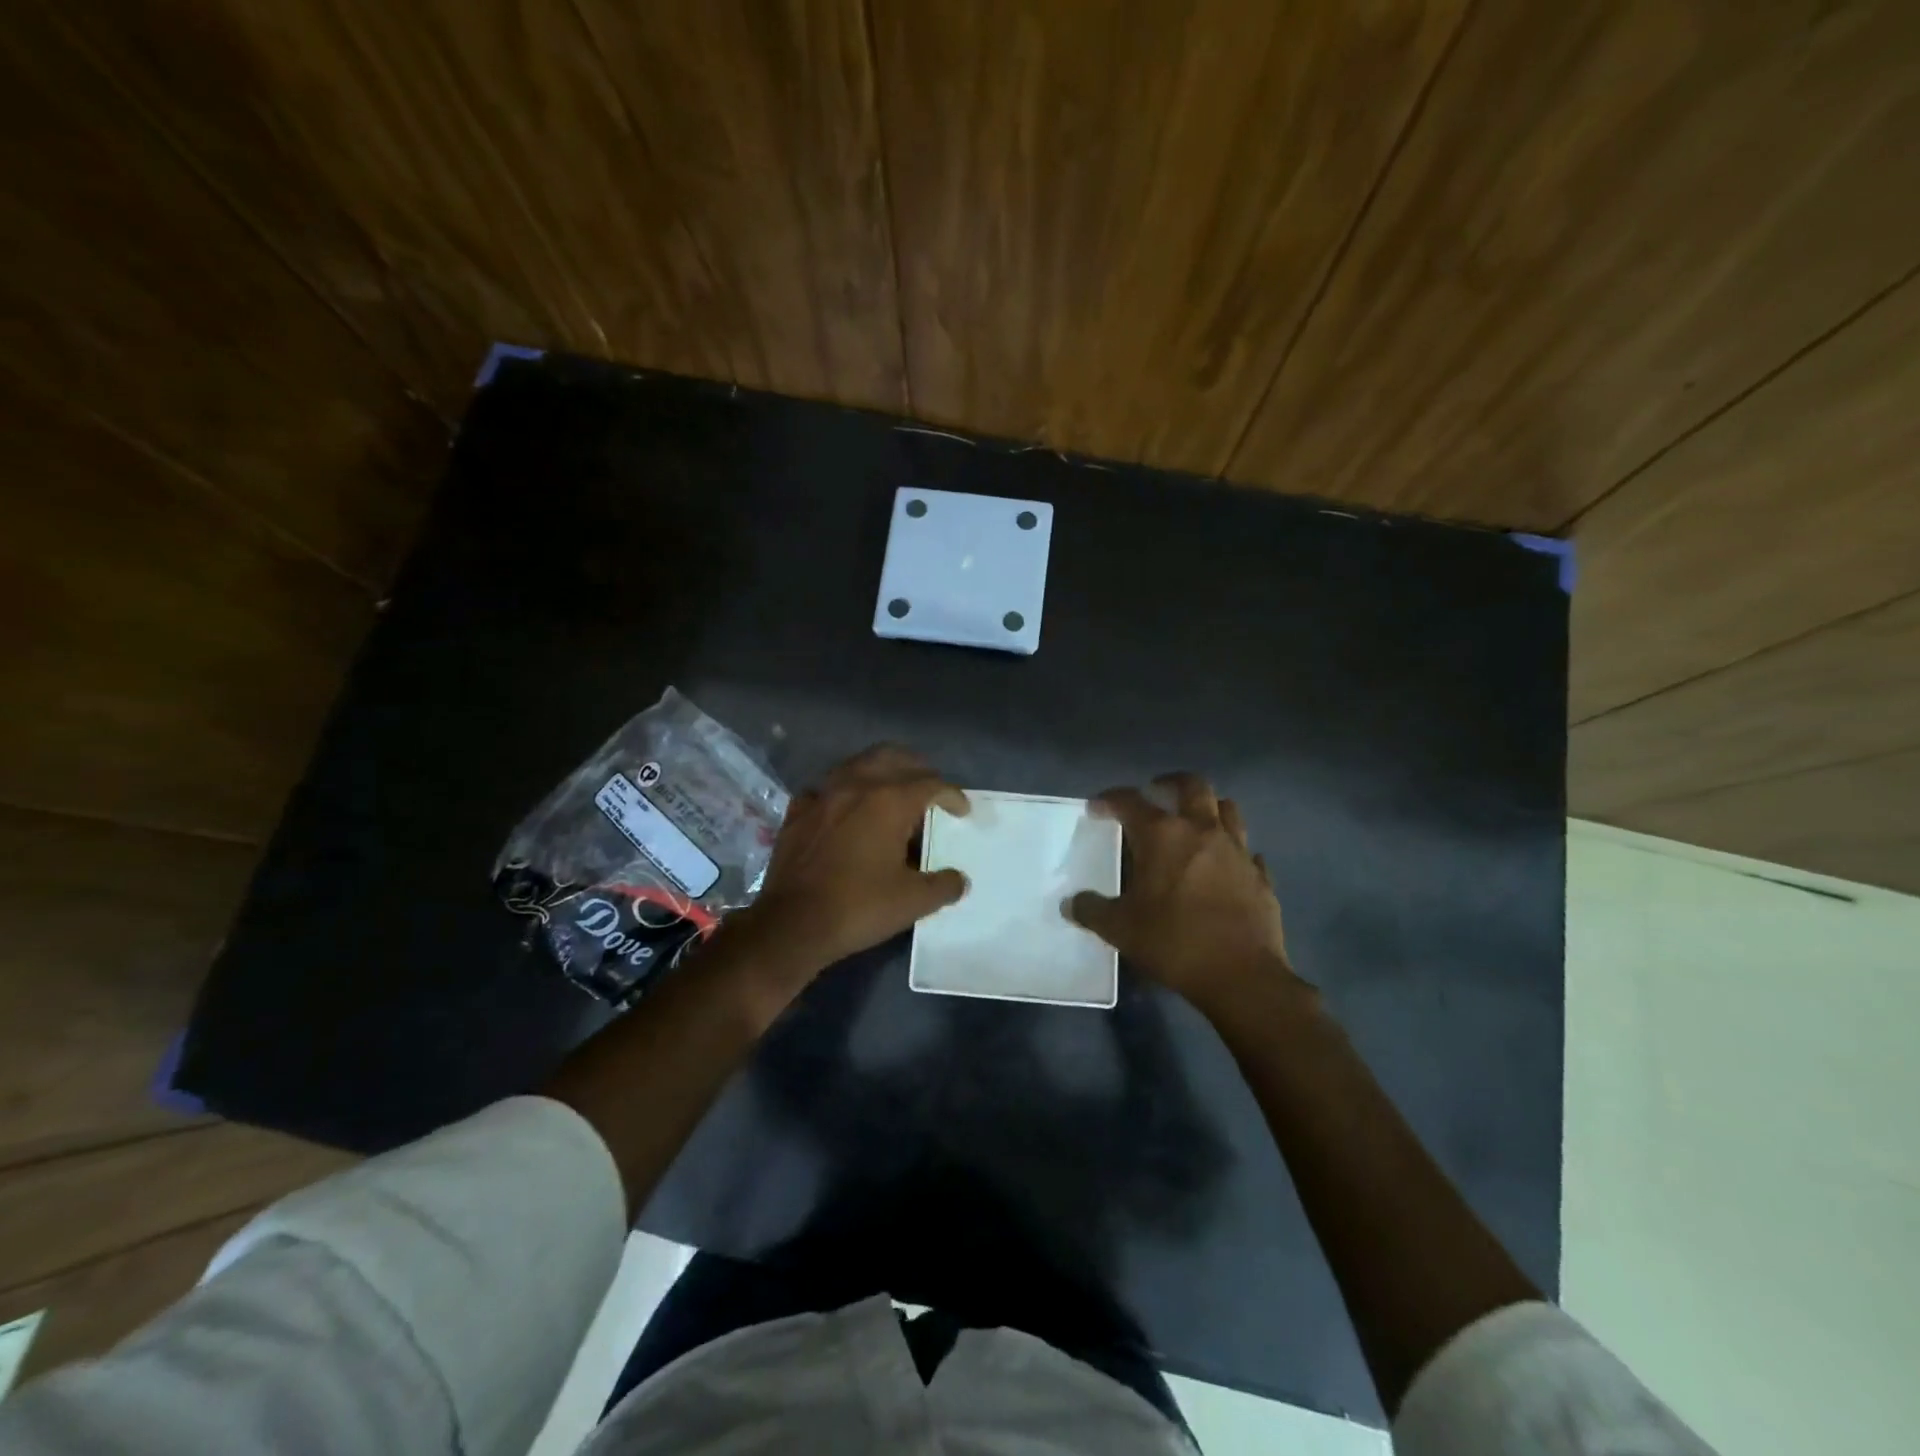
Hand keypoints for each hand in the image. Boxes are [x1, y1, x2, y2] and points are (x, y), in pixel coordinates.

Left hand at [729, 745, 969, 977]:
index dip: (952, 795)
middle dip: (918, 769)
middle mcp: (856, 785)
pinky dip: (844, 792)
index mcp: (889, 801)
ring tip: (892, 793)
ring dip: (881, 771)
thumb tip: (959, 880)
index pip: (931, 783)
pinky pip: (826, 788)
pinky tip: (846, 810)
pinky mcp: (797, 811)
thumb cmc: (858, 907)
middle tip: (930, 790)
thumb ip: (943, 885)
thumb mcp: (912, 902)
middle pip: (894, 757)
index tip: (962, 811)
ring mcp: (822, 795)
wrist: (791, 924)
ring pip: (858, 764)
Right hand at [1066, 773, 1302, 1017]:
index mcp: (1162, 835)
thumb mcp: (1120, 929)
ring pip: (1227, 809)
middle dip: (1171, 783)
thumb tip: (1071, 904)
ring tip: (1194, 821)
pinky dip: (1234, 850)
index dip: (1109, 800)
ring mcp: (1237, 850)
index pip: (1130, 801)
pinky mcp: (1260, 875)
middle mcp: (1202, 831)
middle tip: (1156, 792)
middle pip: (1192, 786)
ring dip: (1208, 807)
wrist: (1241, 975)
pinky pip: (1248, 850)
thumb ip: (1092, 910)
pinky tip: (1225, 866)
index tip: (1097, 808)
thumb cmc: (1173, 942)